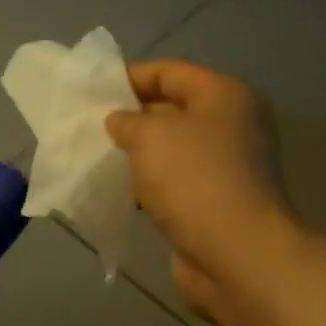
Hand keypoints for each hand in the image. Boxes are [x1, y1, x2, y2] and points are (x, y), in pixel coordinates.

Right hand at [105, 60, 305, 324]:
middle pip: (172, 109)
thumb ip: (127, 120)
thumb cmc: (194, 179)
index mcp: (224, 96)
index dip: (129, 77)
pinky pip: (174, 181)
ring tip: (97, 157)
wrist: (236, 253)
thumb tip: (120, 121)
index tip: (92, 92)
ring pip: (171, 148)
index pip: (170, 72)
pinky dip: (148, 183)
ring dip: (137, 153)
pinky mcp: (216, 200)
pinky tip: (119, 189)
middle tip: (89, 126)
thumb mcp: (150, 135)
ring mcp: (227, 165)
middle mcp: (232, 125)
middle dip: (131, 116)